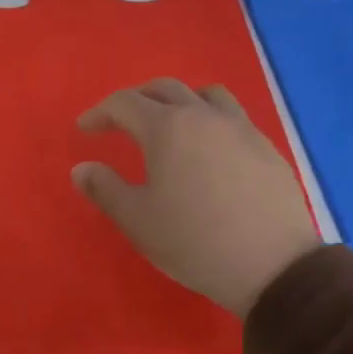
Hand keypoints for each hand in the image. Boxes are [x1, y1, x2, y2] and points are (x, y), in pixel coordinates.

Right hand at [72, 79, 318, 316]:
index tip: (84, 129)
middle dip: (136, 99)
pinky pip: (232, 117)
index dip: (99, 112)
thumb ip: (104, 189)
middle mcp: (204, 116)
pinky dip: (209, 120)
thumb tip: (81, 169)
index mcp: (167, 128)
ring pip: (205, 95)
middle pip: (165, 88)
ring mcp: (241, 128)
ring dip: (179, 101)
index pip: (125, 103)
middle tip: (119, 122)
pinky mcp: (266, 147)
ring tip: (169, 125)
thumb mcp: (137, 220)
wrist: (271, 264)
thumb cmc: (192, 241)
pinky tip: (208, 151)